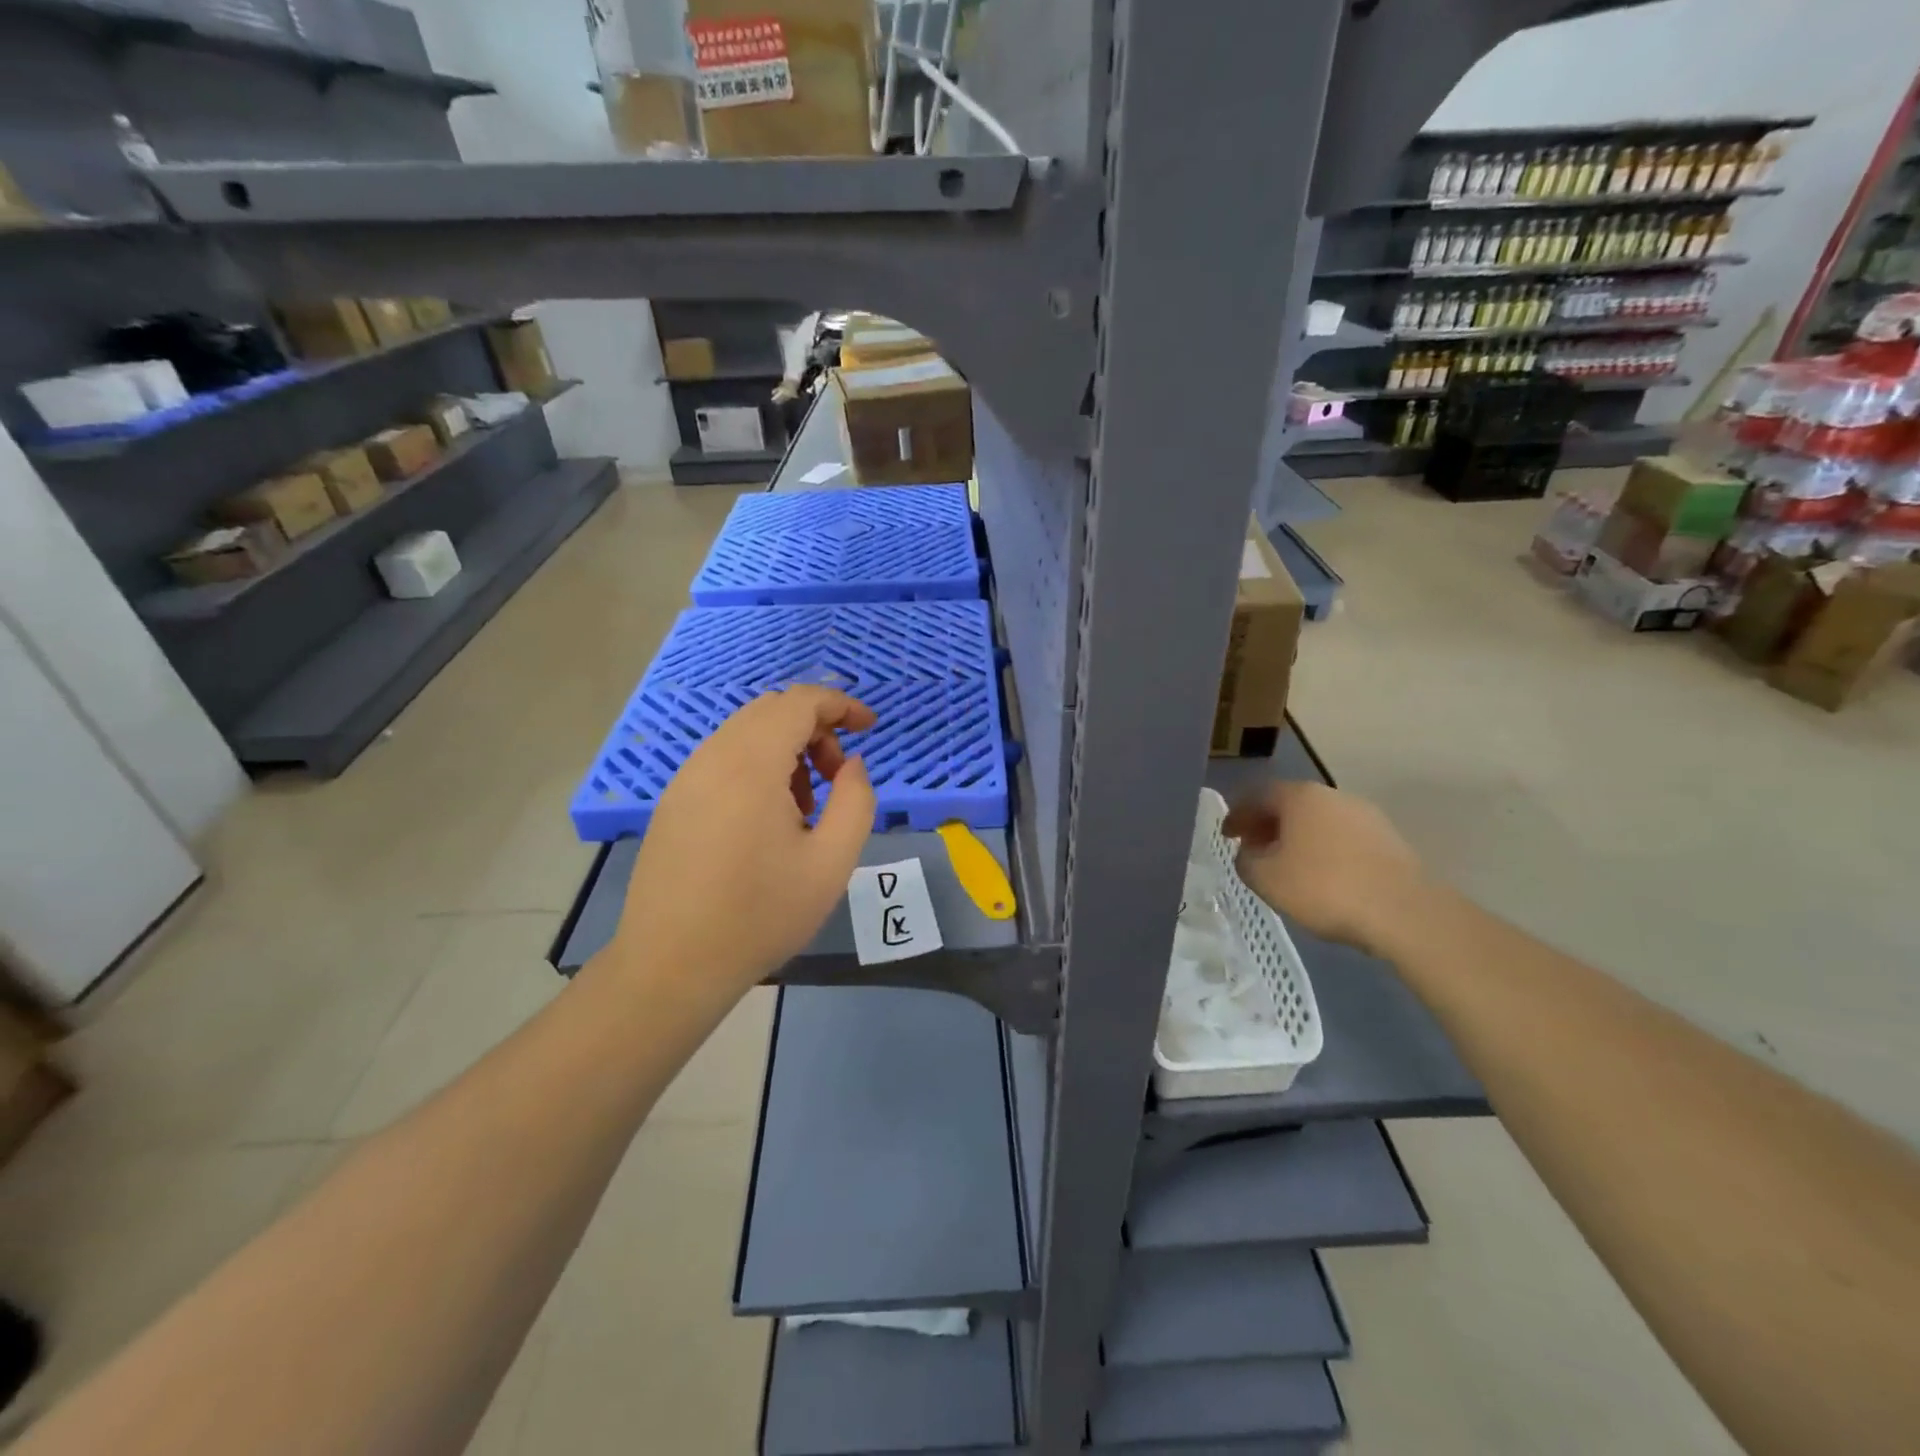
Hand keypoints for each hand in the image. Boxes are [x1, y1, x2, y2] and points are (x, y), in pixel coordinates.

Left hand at [612, 687, 876, 1002]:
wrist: (672, 965)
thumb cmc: (761, 915)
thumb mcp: (831, 862)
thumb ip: (856, 801)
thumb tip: (854, 764)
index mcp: (751, 764)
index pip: (799, 702)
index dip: (840, 705)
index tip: (870, 728)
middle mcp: (712, 758)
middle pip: (771, 711)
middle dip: (816, 729)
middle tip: (840, 775)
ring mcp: (686, 779)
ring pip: (746, 734)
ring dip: (787, 749)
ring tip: (807, 806)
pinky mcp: (673, 802)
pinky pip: (723, 759)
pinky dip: (758, 767)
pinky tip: (768, 820)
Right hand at [1223, 782, 1425, 956]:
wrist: (1404, 912)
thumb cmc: (1324, 888)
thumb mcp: (1266, 879)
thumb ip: (1246, 861)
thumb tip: (1249, 852)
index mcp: (1299, 796)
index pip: (1257, 795)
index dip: (1237, 814)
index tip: (1227, 836)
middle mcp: (1332, 796)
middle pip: (1289, 804)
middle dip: (1267, 824)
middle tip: (1253, 848)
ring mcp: (1365, 815)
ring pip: (1317, 820)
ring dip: (1296, 837)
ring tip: (1287, 866)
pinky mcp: (1388, 839)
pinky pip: (1342, 837)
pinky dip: (1323, 849)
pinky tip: (1321, 875)